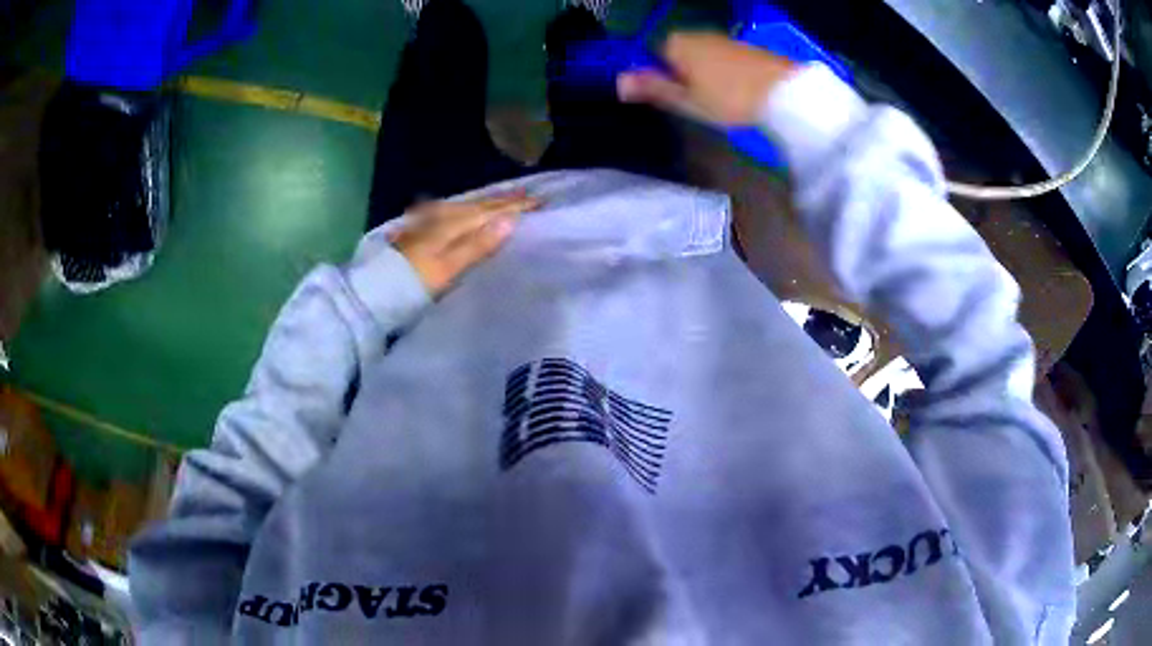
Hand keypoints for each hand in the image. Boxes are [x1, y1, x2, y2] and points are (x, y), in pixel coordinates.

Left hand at [388, 192, 540, 296]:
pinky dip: (465, 210)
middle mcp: (442, 217)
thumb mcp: (449, 267)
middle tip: (527, 194)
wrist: (373, 292)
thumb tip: (511, 220)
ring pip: (464, 207)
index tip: (540, 202)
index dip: (515, 206)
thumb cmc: (414, 283)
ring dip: (485, 203)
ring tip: (502, 199)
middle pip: (478, 205)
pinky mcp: (419, 232)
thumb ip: (478, 245)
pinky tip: (462, 210)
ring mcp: (428, 223)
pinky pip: (451, 213)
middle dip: (503, 200)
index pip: (491, 211)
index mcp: (453, 223)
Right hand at [617, 32, 797, 125]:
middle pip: (679, 53)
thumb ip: (653, 88)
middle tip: (697, 103)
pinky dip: (726, 72)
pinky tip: (738, 92)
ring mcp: (724, 39)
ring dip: (705, 73)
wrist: (784, 94)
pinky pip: (725, 58)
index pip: (653, 53)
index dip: (660, 75)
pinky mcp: (747, 48)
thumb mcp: (687, 101)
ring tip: (720, 101)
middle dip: (683, 73)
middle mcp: (698, 34)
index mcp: (677, 43)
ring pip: (703, 55)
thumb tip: (618, 82)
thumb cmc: (729, 99)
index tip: (673, 98)